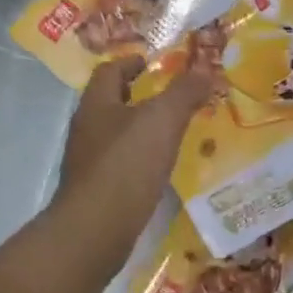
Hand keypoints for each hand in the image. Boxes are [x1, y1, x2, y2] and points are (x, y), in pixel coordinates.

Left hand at [54, 55, 211, 268]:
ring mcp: (87, 163)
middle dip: (137, 98)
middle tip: (171, 99)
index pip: (109, 71)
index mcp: (96, 104)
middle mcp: (86, 129)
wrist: (95, 229)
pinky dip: (138, 161)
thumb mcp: (163, 120)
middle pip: (110, 103)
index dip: (131, 63)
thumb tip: (205, 67)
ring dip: (139, 131)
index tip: (154, 64)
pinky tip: (158, 171)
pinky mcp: (95, 192)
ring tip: (171, 135)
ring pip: (115, 136)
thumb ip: (184, 92)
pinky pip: (119, 166)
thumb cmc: (127, 164)